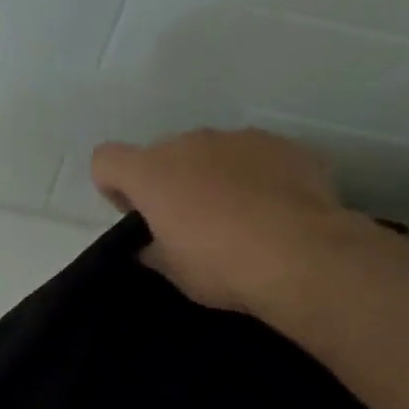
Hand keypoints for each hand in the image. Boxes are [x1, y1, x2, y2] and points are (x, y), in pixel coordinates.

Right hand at [91, 128, 366, 315]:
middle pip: (162, 154)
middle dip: (167, 181)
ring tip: (235, 215)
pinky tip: (270, 209)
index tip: (135, 214)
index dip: (113, 186)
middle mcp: (191, 143)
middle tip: (187, 222)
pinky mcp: (284, 144)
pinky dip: (253, 176)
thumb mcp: (170, 269)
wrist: (303, 255)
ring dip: (210, 175)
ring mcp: (240, 138)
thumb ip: (152, 248)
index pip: (106, 160)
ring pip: (210, 152)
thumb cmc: (220, 264)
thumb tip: (152, 244)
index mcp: (152, 173)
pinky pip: (253, 156)